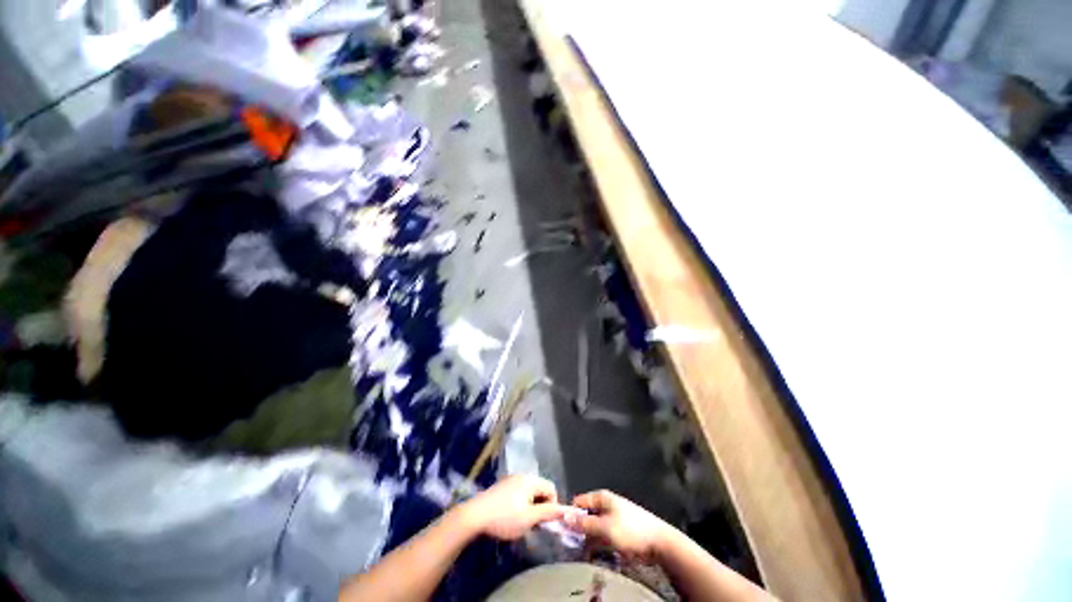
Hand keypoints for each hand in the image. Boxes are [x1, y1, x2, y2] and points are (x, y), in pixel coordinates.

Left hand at [457, 475, 565, 540]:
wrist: (475, 515)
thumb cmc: (505, 517)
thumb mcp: (529, 518)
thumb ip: (548, 512)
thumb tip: (564, 509)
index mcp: (530, 480)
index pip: (551, 488)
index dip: (553, 505)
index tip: (545, 521)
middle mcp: (522, 476)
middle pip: (540, 489)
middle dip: (541, 506)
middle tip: (534, 523)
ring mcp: (511, 480)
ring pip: (529, 492)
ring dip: (531, 506)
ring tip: (523, 522)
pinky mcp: (502, 487)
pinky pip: (519, 493)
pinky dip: (521, 504)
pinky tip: (512, 516)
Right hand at [564, 490, 670, 561]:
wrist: (659, 543)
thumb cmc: (630, 530)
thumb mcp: (605, 527)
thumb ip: (584, 523)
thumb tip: (565, 516)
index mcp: (602, 498)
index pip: (580, 502)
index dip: (570, 513)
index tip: (562, 528)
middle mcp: (606, 505)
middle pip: (586, 515)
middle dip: (579, 529)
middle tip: (570, 544)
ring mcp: (612, 519)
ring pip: (593, 528)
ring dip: (587, 540)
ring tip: (580, 552)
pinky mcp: (618, 532)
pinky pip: (602, 537)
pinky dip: (597, 545)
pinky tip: (592, 555)